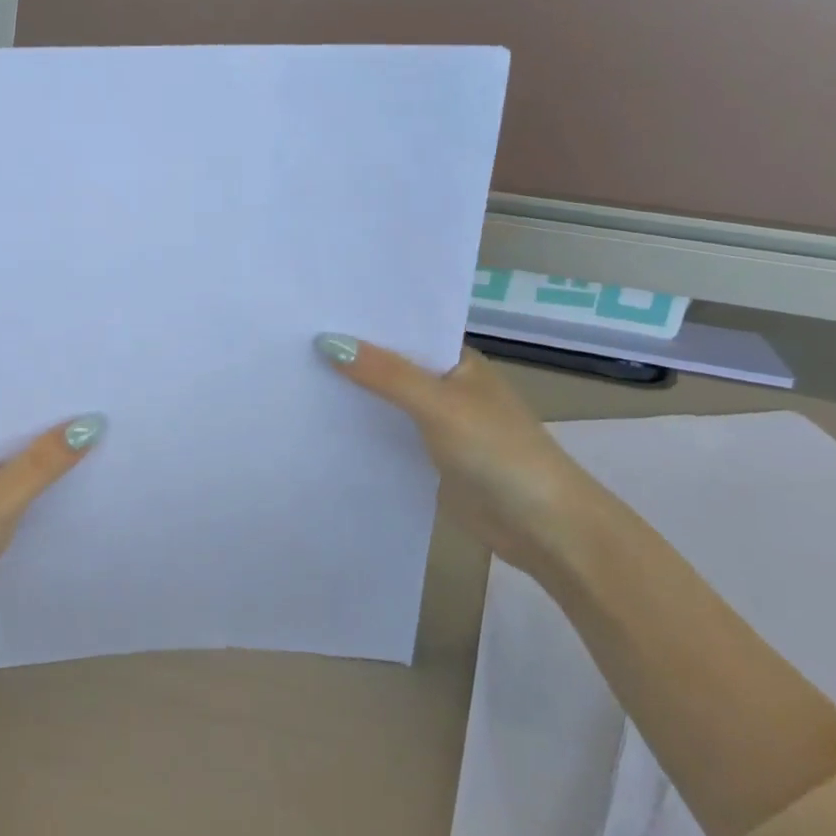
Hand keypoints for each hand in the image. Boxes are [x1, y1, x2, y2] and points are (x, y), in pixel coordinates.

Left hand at [0, 417, 103, 622]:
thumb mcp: (2, 495)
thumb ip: (45, 461)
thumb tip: (93, 423)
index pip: (13, 415)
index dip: (50, 406)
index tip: (94, 395)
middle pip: (21, 446)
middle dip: (58, 439)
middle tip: (112, 424)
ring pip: (23, 478)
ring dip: (54, 473)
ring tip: (107, 456)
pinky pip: (21, 507)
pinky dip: (44, 503)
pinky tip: (77, 501)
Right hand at [316, 336, 602, 571]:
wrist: (544, 528)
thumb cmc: (499, 452)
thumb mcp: (439, 405)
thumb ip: (385, 375)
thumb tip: (326, 342)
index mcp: (457, 361)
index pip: (404, 330)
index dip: (363, 320)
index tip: (313, 308)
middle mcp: (446, 386)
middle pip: (390, 364)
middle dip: (350, 356)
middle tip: (290, 341)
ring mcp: (438, 423)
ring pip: (386, 400)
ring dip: (353, 393)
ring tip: (295, 374)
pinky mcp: (429, 457)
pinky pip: (387, 433)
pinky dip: (362, 428)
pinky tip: (322, 422)